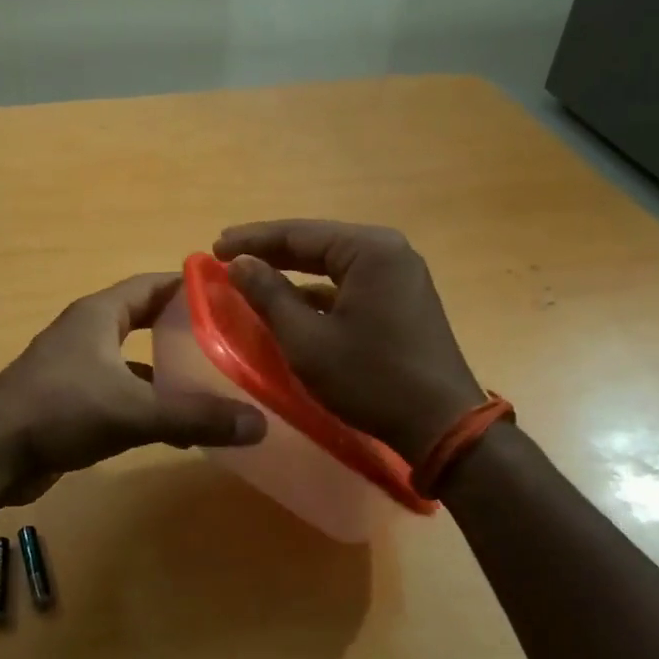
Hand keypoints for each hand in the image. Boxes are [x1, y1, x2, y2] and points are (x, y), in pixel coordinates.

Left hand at [0, 272, 266, 505]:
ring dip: (166, 368)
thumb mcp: (133, 411)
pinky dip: (146, 400)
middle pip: (145, 318)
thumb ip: (194, 416)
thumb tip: (258, 423)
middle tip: (229, 339)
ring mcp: (75, 365)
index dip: (190, 286)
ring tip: (211, 382)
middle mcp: (87, 331)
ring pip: (132, 358)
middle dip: (183, 327)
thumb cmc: (61, 411)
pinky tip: (174, 426)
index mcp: (100, 314)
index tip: (230, 295)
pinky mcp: (69, 398)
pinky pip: (119, 389)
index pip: (153, 284)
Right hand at [214, 221, 482, 464]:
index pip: (298, 233)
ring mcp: (400, 275)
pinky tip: (290, 300)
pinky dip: (318, 290)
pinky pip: (351, 283)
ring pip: (334, 263)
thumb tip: (239, 263)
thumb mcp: (307, 339)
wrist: (442, 425)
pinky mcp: (403, 299)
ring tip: (252, 273)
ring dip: (293, 270)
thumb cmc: (371, 379)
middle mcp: (389, 251)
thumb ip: (269, 295)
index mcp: (369, 250)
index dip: (252, 240)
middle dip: (271, 250)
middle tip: (226, 255)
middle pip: (317, 243)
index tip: (215, 247)